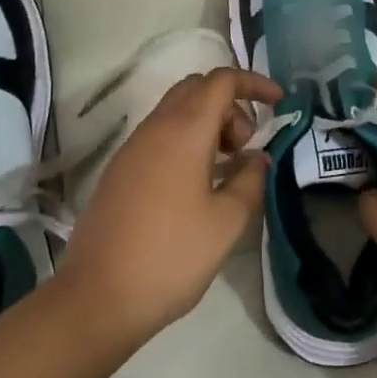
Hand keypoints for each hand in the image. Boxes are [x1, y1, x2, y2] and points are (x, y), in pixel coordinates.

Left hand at [56, 67, 281, 346]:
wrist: (96, 296)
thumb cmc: (170, 256)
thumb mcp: (226, 223)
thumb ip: (250, 181)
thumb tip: (257, 158)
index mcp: (184, 130)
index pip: (221, 80)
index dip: (254, 83)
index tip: (279, 103)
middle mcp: (155, 127)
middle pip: (197, 88)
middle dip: (230, 104)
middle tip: (246, 145)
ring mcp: (132, 147)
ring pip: (176, 110)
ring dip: (208, 123)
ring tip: (225, 167)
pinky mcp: (120, 169)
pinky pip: (160, 134)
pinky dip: (186, 140)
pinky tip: (196, 184)